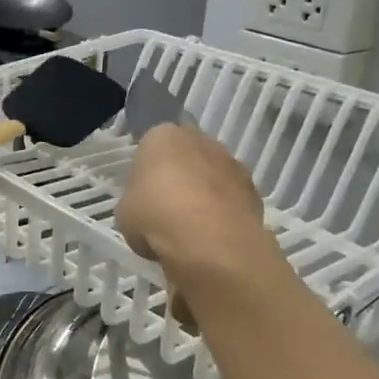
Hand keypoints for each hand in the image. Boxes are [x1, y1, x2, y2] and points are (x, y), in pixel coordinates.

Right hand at [117, 125, 271, 279]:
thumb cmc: (156, 217)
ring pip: (212, 175)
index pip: (151, 146)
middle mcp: (201, 140)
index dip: (147, 172)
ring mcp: (232, 163)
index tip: (143, 195)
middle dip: (179, 177)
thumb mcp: (124, 213)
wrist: (210, 242)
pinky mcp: (254, 190)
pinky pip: (231, 198)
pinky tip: (213, 237)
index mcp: (162, 136)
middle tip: (166, 209)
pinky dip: (224, 213)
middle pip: (186, 156)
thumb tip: (146, 210)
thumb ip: (135, 202)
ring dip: (204, 194)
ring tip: (192, 229)